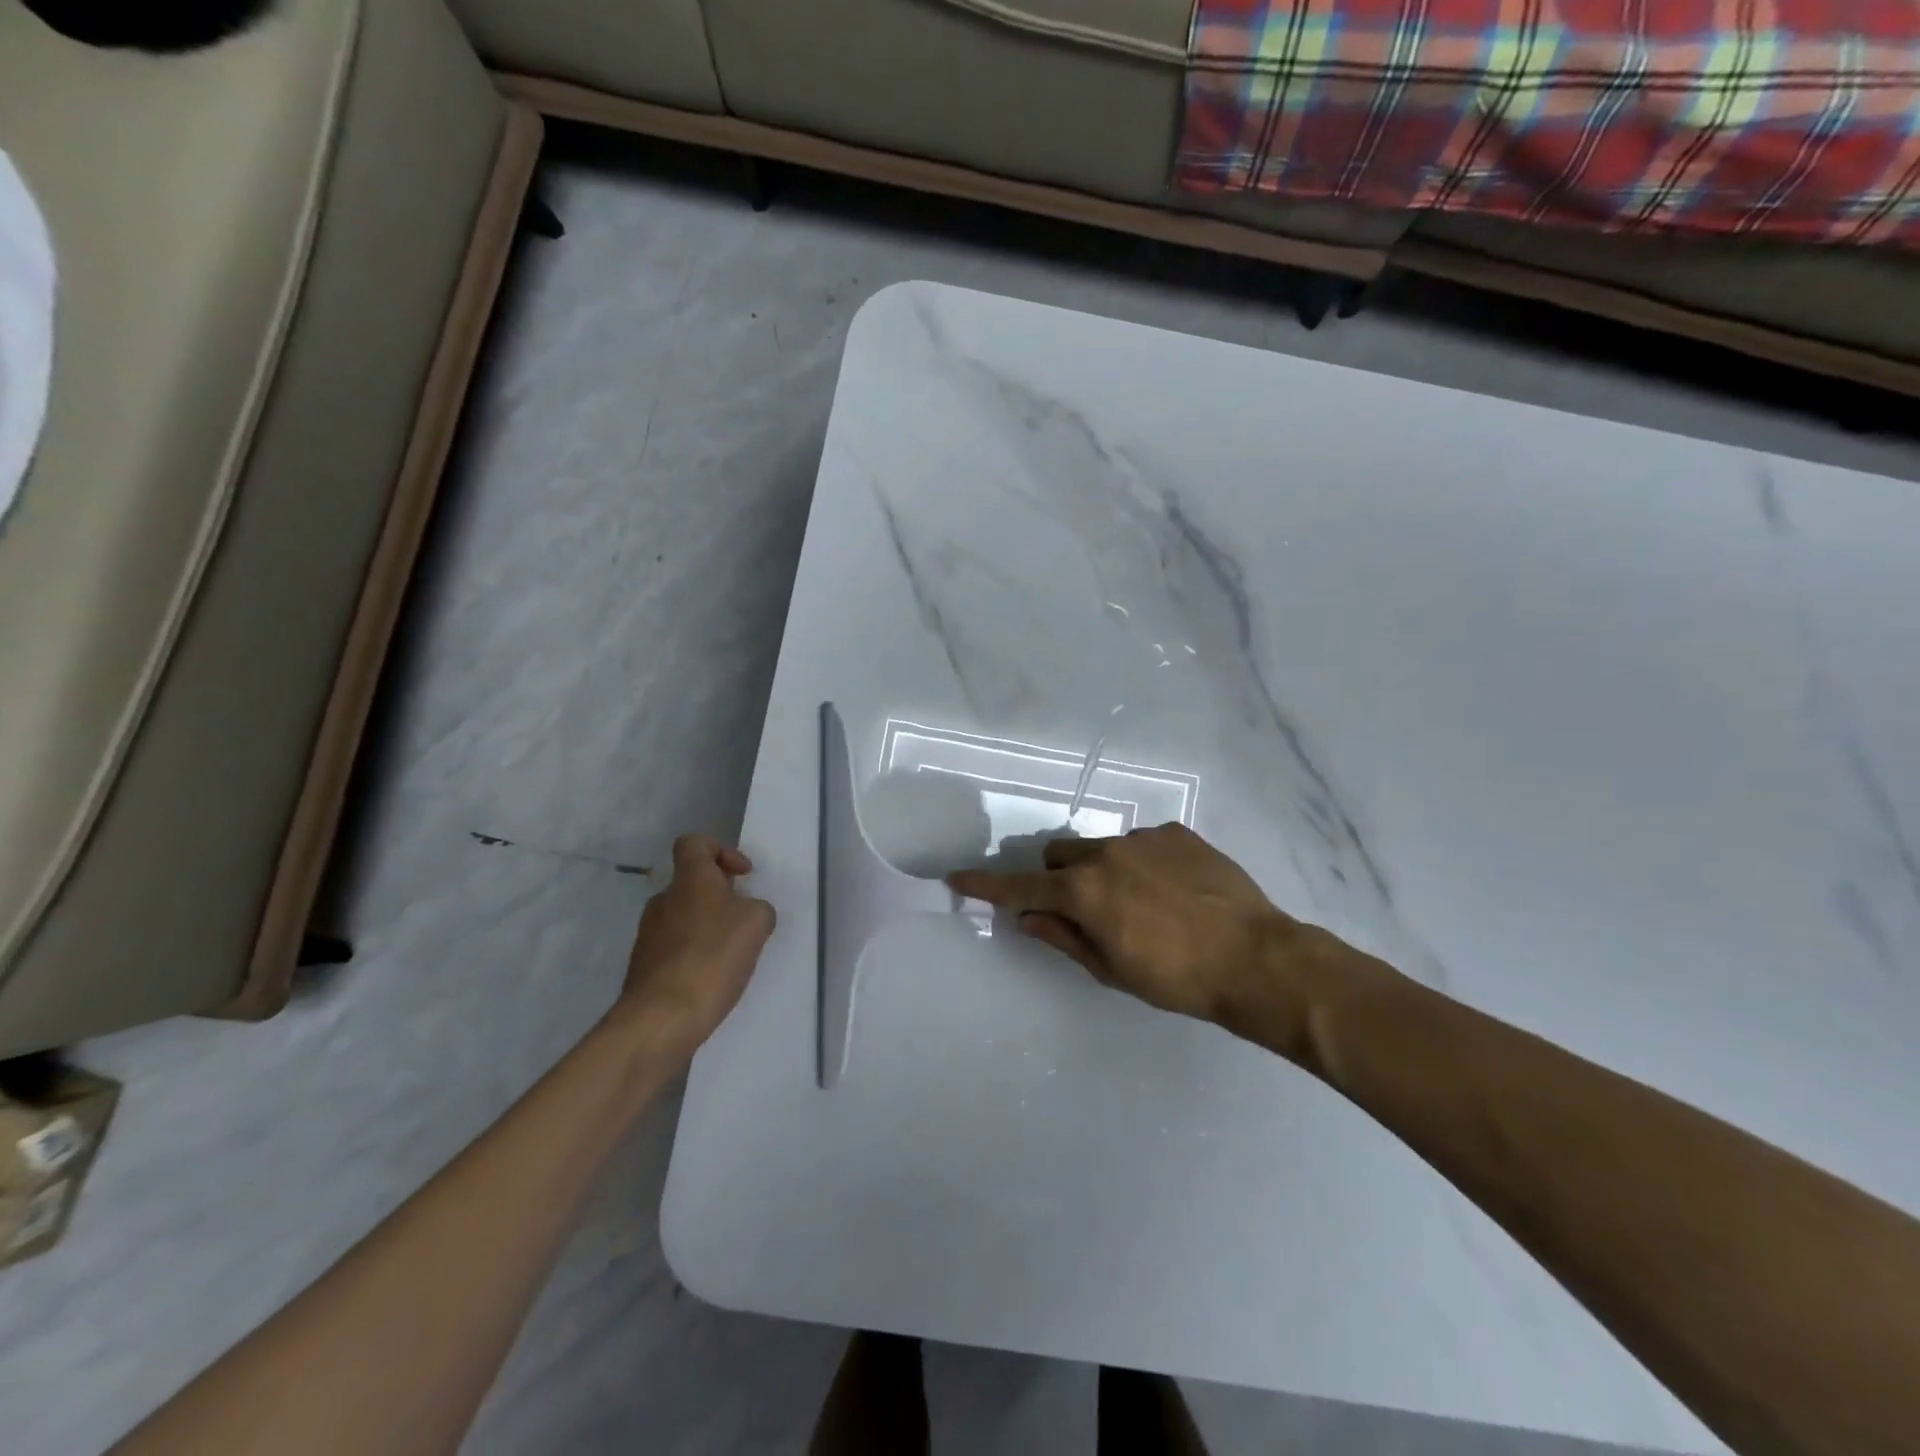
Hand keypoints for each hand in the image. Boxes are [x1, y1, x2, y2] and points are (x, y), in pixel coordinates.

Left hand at [617, 835, 775, 1055]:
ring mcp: (648, 934)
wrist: (661, 1018)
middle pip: (691, 883)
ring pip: (684, 917)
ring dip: (708, 927)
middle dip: (721, 896)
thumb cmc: (712, 957)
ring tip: (732, 954)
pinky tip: (713, 978)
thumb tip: (748, 912)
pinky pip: (675, 948)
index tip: (743, 876)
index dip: (721, 850)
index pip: (694, 843)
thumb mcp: (756, 923)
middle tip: (744, 920)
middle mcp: (663, 900)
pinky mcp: (644, 967)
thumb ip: (758, 908)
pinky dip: (696, 954)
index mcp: (689, 880)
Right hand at [948, 824, 1389, 1063]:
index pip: (1021, 887)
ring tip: (1143, 904)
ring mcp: (1143, 838)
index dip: (987, 885)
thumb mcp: (1111, 969)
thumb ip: (1063, 937)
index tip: (957, 878)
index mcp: (1083, 891)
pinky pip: (1142, 844)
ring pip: (1101, 848)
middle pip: (1059, 857)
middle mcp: (1106, 853)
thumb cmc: (1176, 978)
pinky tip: (1174, 891)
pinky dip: (1142, 864)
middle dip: (1058, 879)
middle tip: (1085, 911)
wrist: (1256, 958)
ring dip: (1103, 871)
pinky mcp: (1177, 833)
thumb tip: (1026, 918)